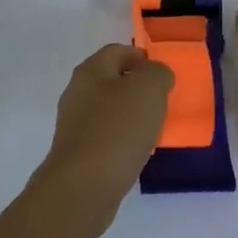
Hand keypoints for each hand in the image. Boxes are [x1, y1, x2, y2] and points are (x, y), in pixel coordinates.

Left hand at [29, 44, 173, 237]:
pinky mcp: (78, 152)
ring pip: (108, 109)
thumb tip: (156, 74)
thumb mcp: (148, 91)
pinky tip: (138, 152)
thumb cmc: (117, 130)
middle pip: (111, 80)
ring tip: (155, 127)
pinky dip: (123, 138)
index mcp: (90, 71)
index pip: (116, 51)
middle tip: (163, 101)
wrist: (83, 186)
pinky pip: (105, 135)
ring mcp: (75, 124)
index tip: (163, 73)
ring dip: (131, 114)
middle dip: (137, 87)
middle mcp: (77, 93)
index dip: (140, 56)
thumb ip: (157, 74)